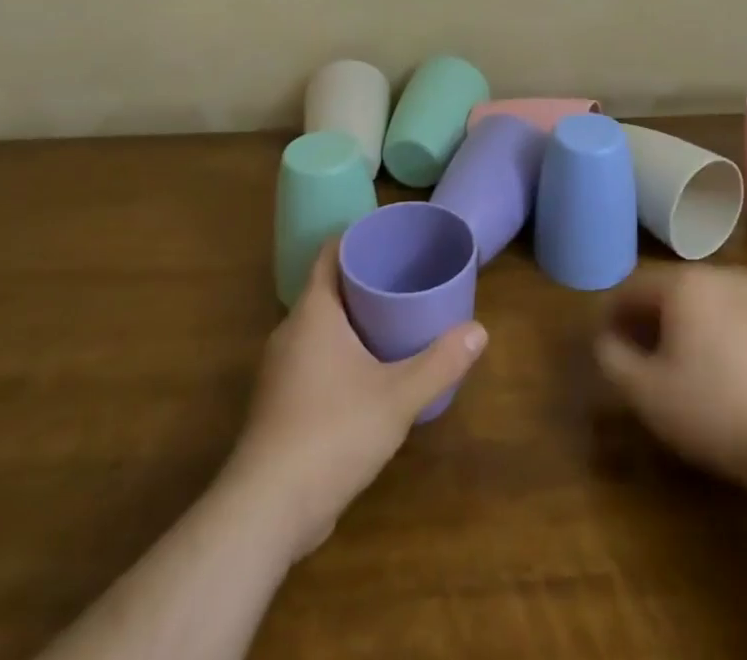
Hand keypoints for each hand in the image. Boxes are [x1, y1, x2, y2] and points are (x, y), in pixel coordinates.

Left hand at [222, 240, 486, 560]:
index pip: (330, 253)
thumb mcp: (398, 396)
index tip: (391, 235)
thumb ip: (440, 363)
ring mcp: (280, 370)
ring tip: (395, 320)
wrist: (266, 510)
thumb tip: (480, 330)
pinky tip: (369, 372)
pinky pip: (313, 358)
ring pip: (320, 327)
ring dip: (353, 319)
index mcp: (313, 312)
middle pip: (328, 288)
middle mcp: (290, 331)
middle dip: (364, 280)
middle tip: (407, 277)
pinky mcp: (280, 404)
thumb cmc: (332, 433)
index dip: (358, 237)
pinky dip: (341, 352)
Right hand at [595, 263, 746, 491]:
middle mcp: (720, 275)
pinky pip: (734, 320)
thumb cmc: (715, 409)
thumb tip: (605, 340)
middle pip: (669, 291)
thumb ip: (612, 358)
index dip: (612, 315)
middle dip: (648, 320)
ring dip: (684, 327)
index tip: (605, 345)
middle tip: (637, 357)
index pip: (632, 288)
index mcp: (684, 282)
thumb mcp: (646, 392)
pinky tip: (721, 377)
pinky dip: (717, 337)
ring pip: (703, 304)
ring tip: (678, 368)